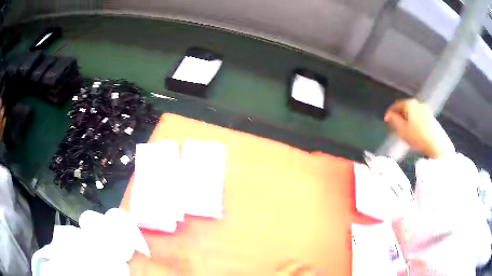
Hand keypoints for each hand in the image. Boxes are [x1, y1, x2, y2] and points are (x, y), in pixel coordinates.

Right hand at [384, 99, 454, 158]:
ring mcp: (426, 110)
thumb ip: (394, 121)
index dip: (390, 112)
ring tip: (403, 129)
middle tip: (394, 124)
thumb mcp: (403, 131)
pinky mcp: (432, 118)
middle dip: (399, 115)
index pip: (397, 105)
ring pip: (413, 112)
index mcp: (410, 104)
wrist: (438, 146)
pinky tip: (414, 131)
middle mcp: (418, 104)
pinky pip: (419, 117)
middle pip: (406, 107)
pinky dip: (414, 121)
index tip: (386, 119)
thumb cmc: (419, 138)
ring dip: (407, 118)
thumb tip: (389, 116)